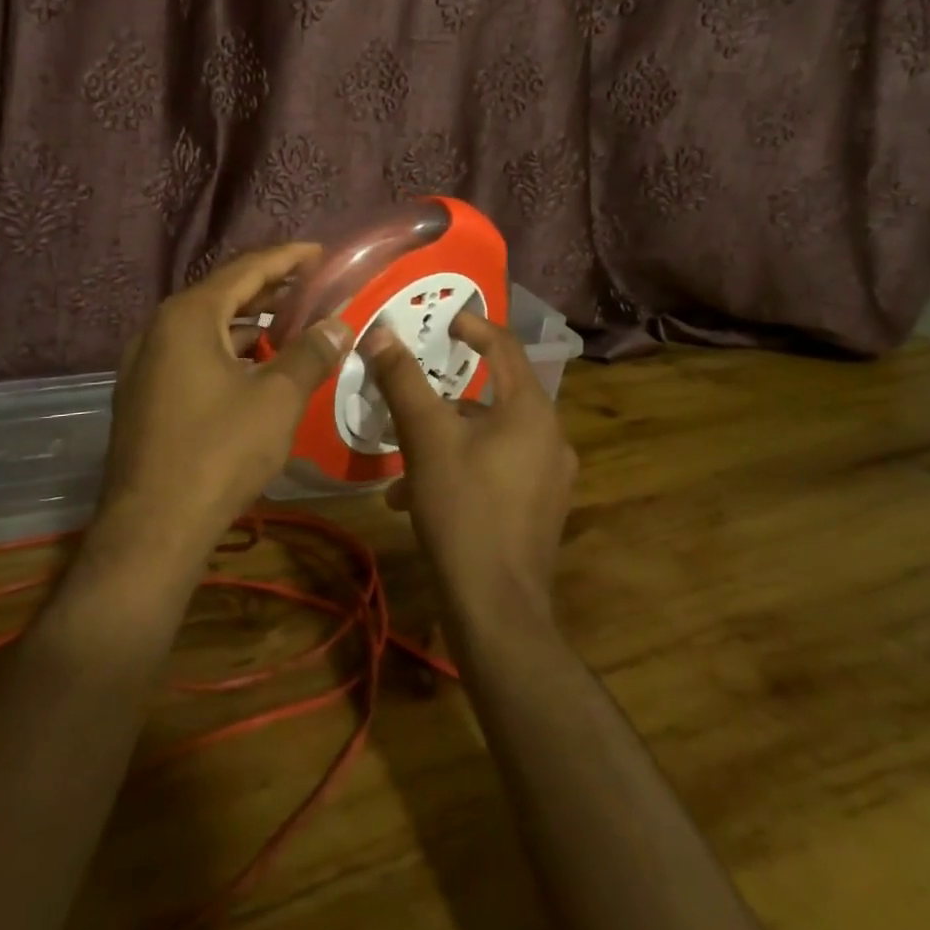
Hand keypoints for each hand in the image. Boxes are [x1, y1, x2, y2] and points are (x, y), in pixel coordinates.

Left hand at [92, 244, 351, 565]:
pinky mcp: (144, 395)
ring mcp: (145, 364)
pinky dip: (228, 354)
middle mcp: (159, 329)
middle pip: (223, 295)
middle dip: (270, 290)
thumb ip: (311, 353)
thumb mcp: (277, 399)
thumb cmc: (219, 452)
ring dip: (250, 325)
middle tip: (312, 285)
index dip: (287, 259)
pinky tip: (256, 370)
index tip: (320, 252)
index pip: (246, 270)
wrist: (152, 529)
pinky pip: (193, 357)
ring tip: (291, 326)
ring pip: (207, 330)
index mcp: (188, 316)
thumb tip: (340, 324)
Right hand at [362, 312, 577, 624]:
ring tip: (403, 460)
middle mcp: (550, 438)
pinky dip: (461, 469)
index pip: (506, 348)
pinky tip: (418, 498)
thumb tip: (379, 332)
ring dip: (447, 439)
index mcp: (532, 411)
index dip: (475, 327)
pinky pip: (497, 470)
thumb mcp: (425, 437)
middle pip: (495, 397)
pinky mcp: (538, 511)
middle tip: (411, 395)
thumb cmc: (463, 507)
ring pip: (491, 438)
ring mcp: (549, 479)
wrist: (496, 608)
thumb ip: (402, 380)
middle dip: (447, 396)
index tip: (446, 321)